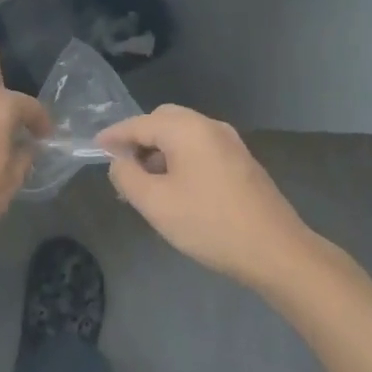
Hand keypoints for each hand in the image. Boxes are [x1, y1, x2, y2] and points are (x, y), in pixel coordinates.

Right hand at [97, 105, 320, 290]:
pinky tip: (175, 189)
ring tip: (145, 185)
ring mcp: (230, 142)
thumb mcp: (156, 204)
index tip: (95, 147)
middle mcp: (209, 126)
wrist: (275, 251)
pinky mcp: (241, 161)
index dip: (114, 136)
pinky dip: (180, 159)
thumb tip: (119, 162)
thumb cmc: (209, 224)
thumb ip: (127, 177)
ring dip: (160, 152)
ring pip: (183, 135)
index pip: (139, 124)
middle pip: (163, 120)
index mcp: (186, 129)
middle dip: (139, 140)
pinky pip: (200, 149)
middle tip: (122, 168)